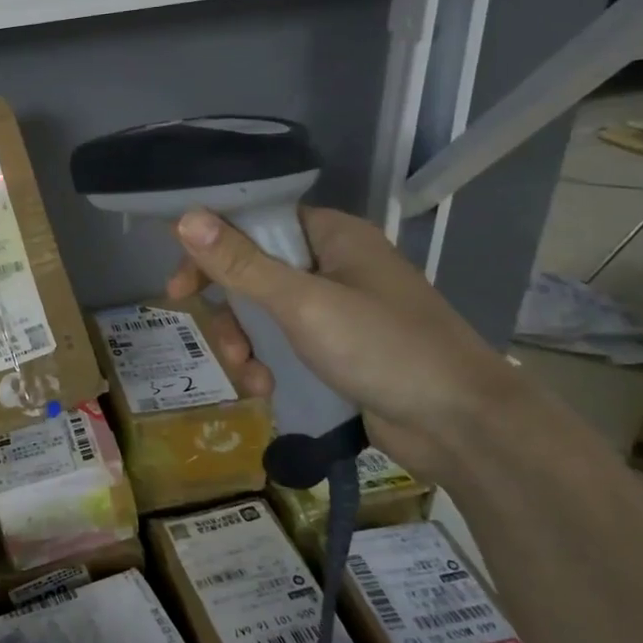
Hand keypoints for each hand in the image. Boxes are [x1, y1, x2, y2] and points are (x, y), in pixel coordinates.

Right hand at [166, 206, 527, 485]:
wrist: (462, 425)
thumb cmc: (384, 348)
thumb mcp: (303, 303)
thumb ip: (242, 264)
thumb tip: (185, 218)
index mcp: (332, 237)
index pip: (255, 224)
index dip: (212, 248)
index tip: (180, 286)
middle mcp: (333, 266)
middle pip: (253, 273)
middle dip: (230, 312)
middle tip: (217, 341)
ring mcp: (337, 310)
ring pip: (264, 315)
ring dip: (245, 345)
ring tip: (250, 376)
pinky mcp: (339, 351)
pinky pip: (284, 346)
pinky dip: (268, 365)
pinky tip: (268, 390)